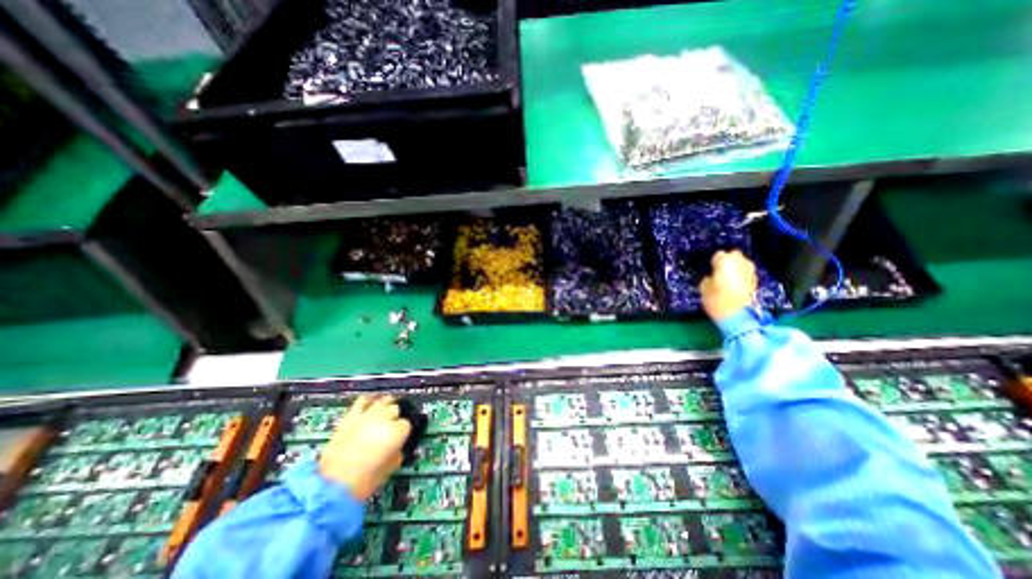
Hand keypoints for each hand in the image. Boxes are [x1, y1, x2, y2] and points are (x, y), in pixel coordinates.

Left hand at [318, 396, 411, 499]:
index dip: (403, 433)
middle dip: (394, 418)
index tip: (399, 439)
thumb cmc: (365, 481)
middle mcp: (384, 418)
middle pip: (395, 409)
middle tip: (390, 429)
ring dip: (385, 406)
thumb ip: (398, 451)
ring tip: (384, 413)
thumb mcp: (391, 467)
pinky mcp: (350, 417)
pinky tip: (370, 404)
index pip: (406, 424)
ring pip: (382, 401)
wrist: (332, 487)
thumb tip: (397, 446)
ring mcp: (366, 415)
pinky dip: (368, 401)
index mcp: (397, 431)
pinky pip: (362, 401)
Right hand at [697, 249, 754, 320]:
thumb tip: (711, 277)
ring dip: (735, 268)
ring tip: (727, 277)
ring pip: (742, 263)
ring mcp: (750, 272)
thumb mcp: (703, 289)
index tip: (710, 269)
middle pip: (734, 255)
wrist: (739, 316)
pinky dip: (741, 276)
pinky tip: (734, 285)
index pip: (718, 255)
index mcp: (725, 262)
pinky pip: (746, 273)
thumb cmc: (717, 301)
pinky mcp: (756, 281)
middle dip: (728, 261)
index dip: (713, 262)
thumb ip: (707, 279)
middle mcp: (740, 263)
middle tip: (719, 271)